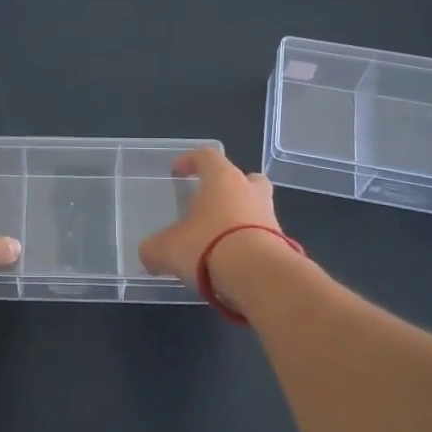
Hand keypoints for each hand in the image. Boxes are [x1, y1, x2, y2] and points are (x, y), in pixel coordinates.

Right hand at [138, 147, 282, 284]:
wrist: (259, 276)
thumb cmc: (208, 246)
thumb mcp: (167, 249)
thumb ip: (153, 249)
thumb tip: (148, 255)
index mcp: (222, 179)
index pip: (207, 156)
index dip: (190, 160)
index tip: (177, 170)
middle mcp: (250, 191)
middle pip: (244, 178)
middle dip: (229, 187)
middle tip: (212, 202)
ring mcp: (270, 217)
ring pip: (256, 208)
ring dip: (240, 219)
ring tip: (219, 240)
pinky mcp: (282, 244)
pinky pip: (262, 237)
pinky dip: (248, 245)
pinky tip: (232, 263)